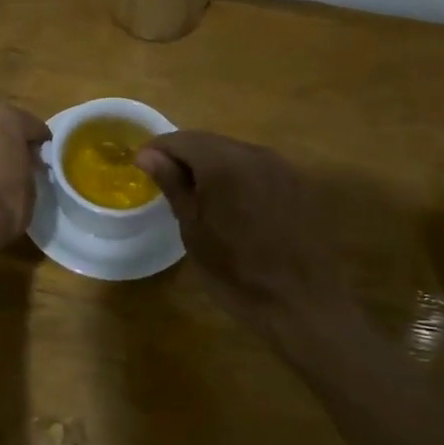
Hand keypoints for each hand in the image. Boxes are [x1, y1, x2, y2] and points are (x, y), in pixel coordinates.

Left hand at [0, 99, 50, 261]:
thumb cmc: (2, 203)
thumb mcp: (30, 185)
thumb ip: (29, 165)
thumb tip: (25, 163)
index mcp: (7, 116)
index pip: (34, 126)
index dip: (42, 145)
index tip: (45, 160)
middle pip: (3, 123)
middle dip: (12, 139)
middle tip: (22, 162)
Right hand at [136, 131, 354, 340]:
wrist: (302, 305)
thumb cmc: (236, 273)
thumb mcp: (193, 230)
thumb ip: (172, 184)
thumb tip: (147, 154)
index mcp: (224, 162)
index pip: (181, 139)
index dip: (158, 150)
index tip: (141, 168)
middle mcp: (256, 153)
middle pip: (210, 141)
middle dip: (185, 156)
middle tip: (167, 182)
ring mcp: (283, 166)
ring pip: (236, 153)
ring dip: (213, 165)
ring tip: (199, 195)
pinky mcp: (300, 183)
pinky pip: (259, 168)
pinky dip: (239, 176)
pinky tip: (234, 204)